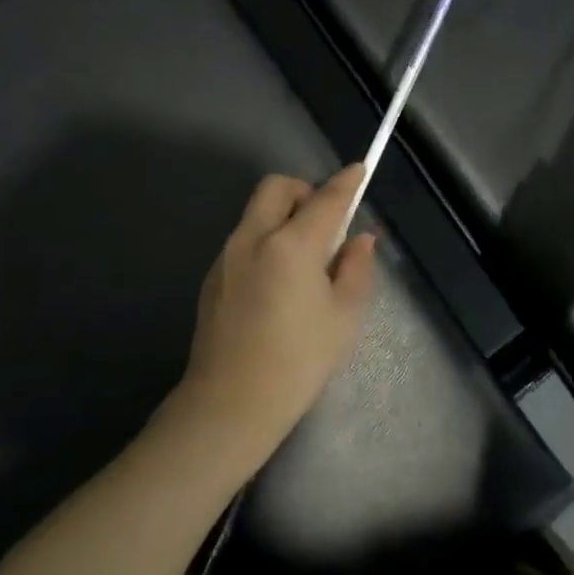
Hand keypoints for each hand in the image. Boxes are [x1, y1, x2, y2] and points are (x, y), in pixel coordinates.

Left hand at [172, 165, 378, 469]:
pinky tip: (277, 283)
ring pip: (256, 212)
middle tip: (324, 223)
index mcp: (290, 245)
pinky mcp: (213, 277)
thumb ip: (355, 268)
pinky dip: (265, 241)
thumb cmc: (298, 362)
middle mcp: (253, 238)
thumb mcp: (343, 317)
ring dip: (282, 216)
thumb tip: (360, 240)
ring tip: (304, 259)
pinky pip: (244, 239)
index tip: (359, 170)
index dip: (346, 183)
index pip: (326, 200)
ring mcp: (227, 256)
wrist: (230, 404)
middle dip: (304, 191)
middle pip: (277, 187)